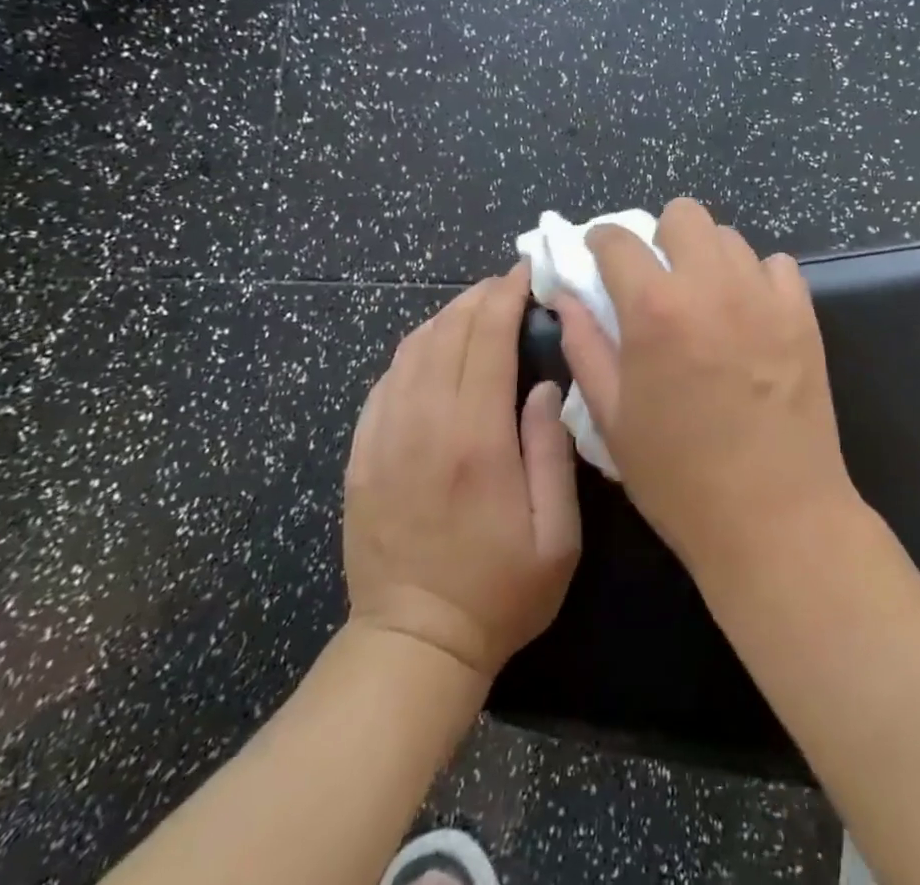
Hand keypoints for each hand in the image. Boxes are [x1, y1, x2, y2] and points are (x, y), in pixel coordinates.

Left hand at [344, 266, 580, 678]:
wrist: (413, 645)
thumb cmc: (501, 591)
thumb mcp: (557, 534)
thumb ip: (553, 451)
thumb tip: (545, 386)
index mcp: (476, 440)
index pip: (486, 340)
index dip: (505, 297)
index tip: (525, 274)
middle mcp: (424, 426)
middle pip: (446, 333)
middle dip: (478, 297)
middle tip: (506, 285)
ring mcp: (384, 439)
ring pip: (411, 350)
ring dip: (445, 317)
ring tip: (475, 308)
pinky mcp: (361, 455)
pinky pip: (384, 382)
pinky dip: (412, 351)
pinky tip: (432, 350)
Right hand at [552, 198, 859, 580]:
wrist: (774, 517)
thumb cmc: (678, 477)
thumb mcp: (612, 417)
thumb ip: (584, 345)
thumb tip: (566, 297)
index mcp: (654, 308)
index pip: (618, 239)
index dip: (600, 241)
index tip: (598, 256)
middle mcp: (710, 284)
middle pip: (683, 214)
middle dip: (660, 237)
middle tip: (658, 279)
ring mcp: (763, 295)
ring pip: (729, 237)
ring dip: (707, 257)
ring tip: (705, 300)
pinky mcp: (803, 313)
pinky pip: (776, 266)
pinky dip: (756, 278)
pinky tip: (749, 315)